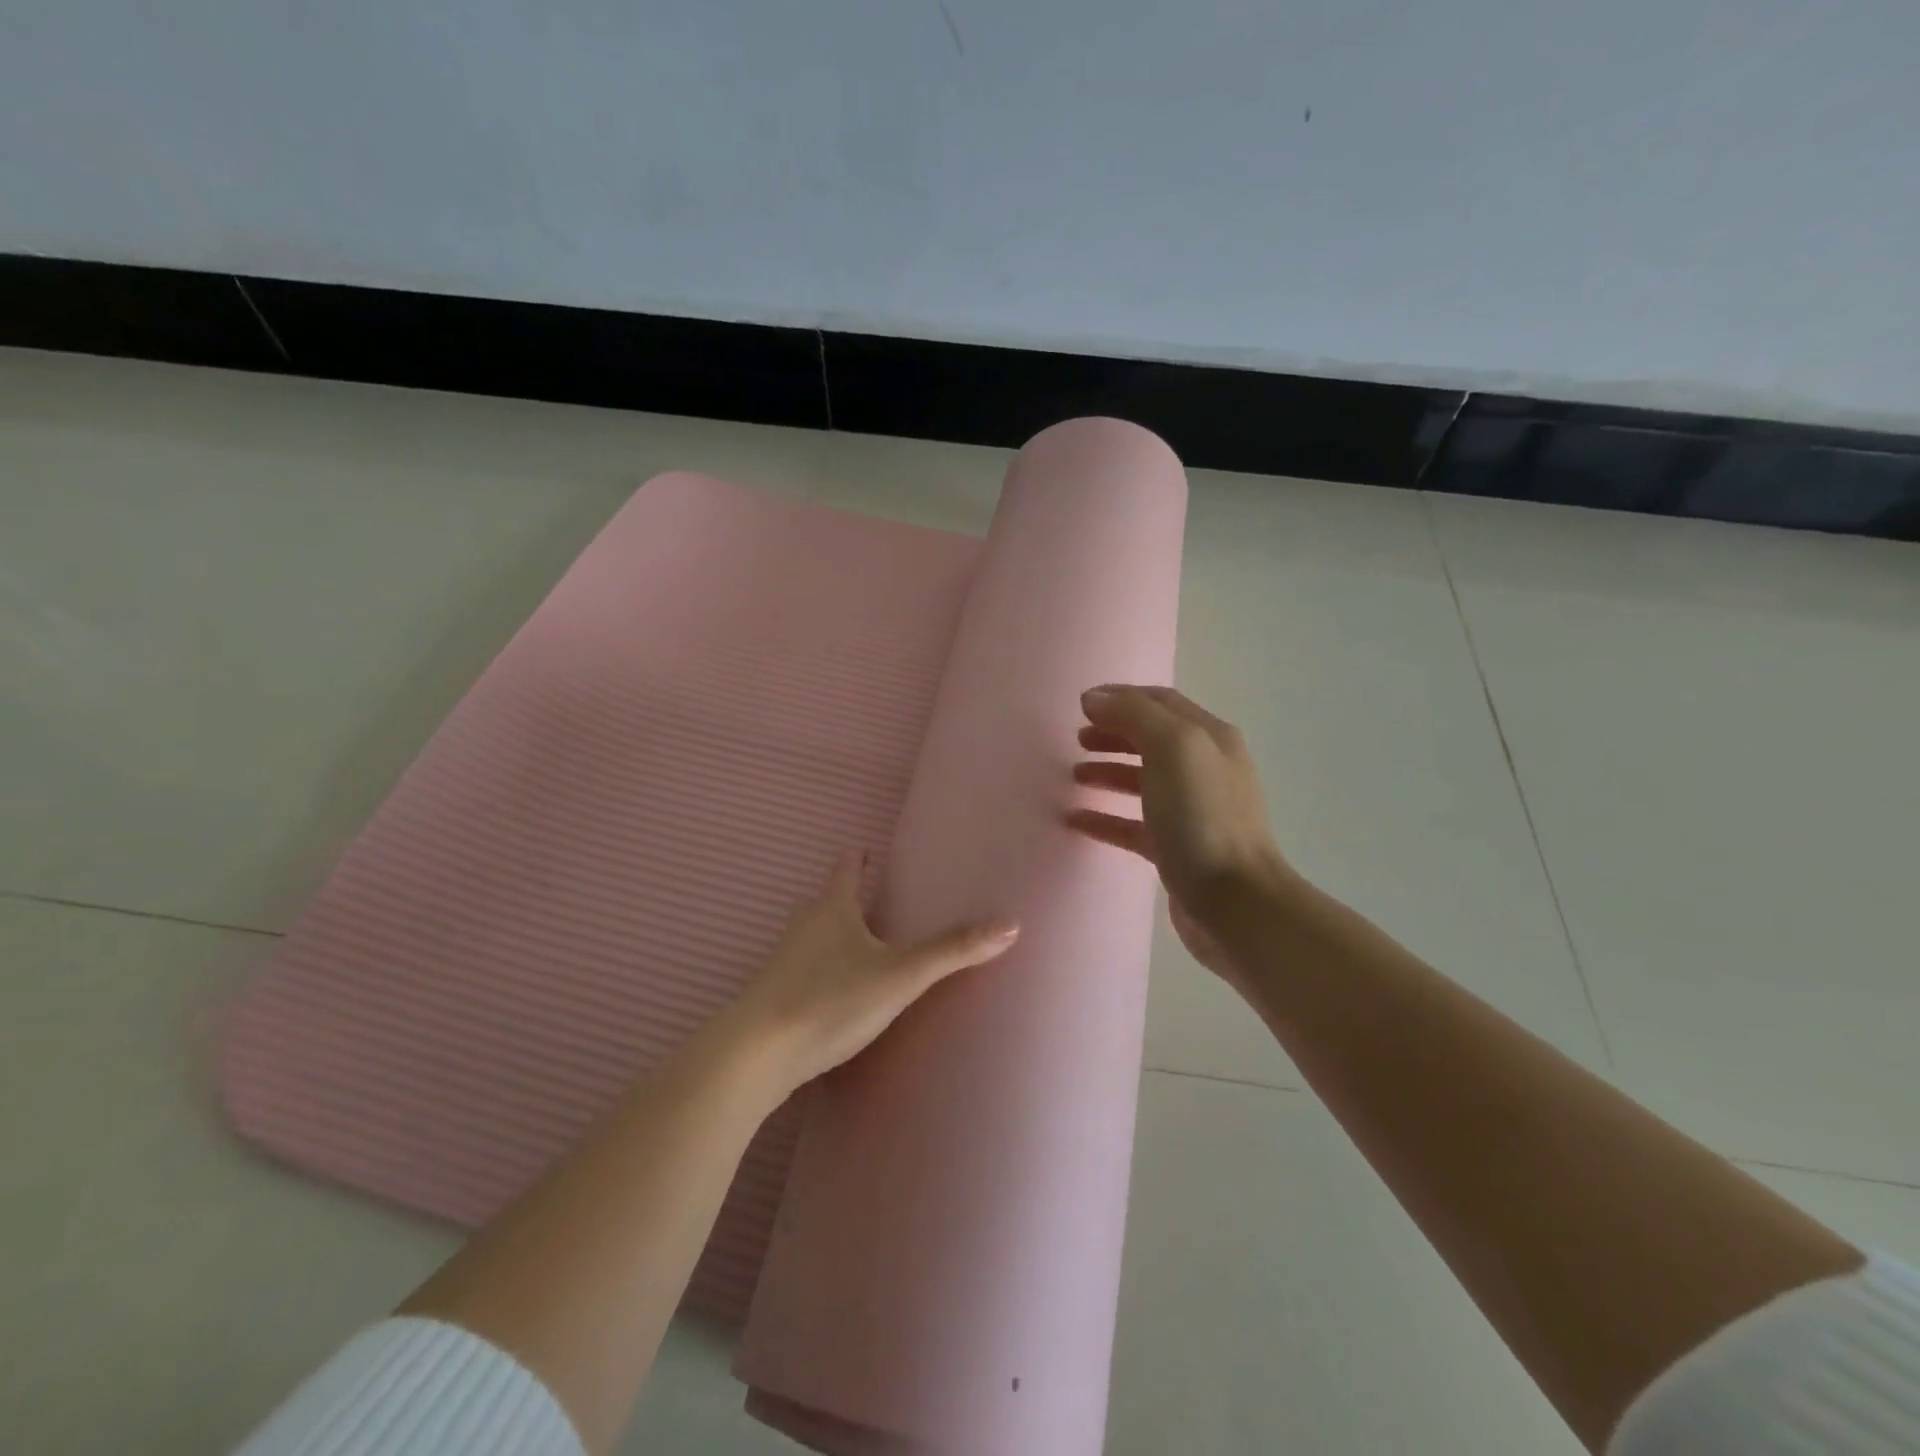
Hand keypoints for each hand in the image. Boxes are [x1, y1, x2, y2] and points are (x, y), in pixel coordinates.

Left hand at [720, 852, 1018, 1094]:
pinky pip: (807, 968)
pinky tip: (841, 991)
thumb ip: (952, 951)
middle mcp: (805, 925)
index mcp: (832, 908)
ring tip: (866, 942)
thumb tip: (1010, 924)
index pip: (845, 868)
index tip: (868, 849)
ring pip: (816, 935)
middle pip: (828, 899)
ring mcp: (786, 961)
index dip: (858, 857)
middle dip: (851, 895)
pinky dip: (826, 968)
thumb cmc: (829, 1000)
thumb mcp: (900, 975)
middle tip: (880, 896)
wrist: (755, 1056)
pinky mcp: (777, 995)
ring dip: (838, 932)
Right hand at [1067, 685, 1290, 987]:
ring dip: (1107, 772)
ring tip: (1073, 775)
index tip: (1080, 706)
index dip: (1120, 698)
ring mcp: (1191, 811)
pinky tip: (1075, 820)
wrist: (1234, 902)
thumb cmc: (1203, 818)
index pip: (1160, 702)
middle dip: (1112, 733)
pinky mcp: (1176, 849)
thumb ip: (1134, 715)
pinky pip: (1133, 824)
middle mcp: (1204, 769)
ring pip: (1142, 781)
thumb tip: (1094, 698)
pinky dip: (1105, 817)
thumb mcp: (1173, 749)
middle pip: (1150, 739)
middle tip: (1075, 740)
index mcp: (1209, 738)